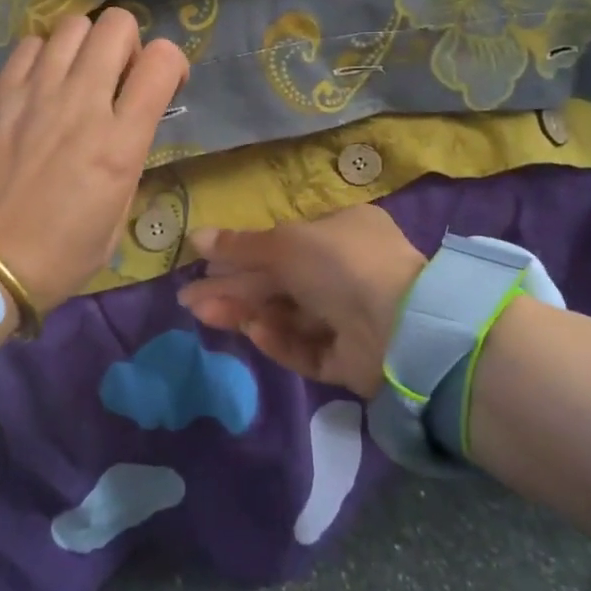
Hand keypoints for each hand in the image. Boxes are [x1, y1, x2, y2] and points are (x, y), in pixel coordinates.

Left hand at [0, 10, 186, 326]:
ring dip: (86, 45)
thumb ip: (129, 161)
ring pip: (73, 25)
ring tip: (78, 75)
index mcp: (119, 143)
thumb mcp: (116, 219)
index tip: (162, 85)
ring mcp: (35, 93)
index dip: (172, 63)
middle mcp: (81, 104)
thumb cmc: (59, 256)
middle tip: (117, 75)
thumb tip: (127, 127)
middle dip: (128, 43)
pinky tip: (41, 83)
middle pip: (117, 25)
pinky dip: (45, 54)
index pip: (163, 61)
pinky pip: (30, 45)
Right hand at [178, 206, 427, 398]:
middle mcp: (347, 272)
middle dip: (235, 288)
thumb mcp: (284, 244)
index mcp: (341, 232)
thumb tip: (194, 237)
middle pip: (279, 281)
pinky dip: (281, 340)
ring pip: (288, 315)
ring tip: (205, 314)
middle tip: (190, 298)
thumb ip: (239, 246)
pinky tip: (254, 332)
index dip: (243, 253)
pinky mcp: (351, 359)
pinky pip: (308, 347)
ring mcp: (351, 317)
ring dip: (248, 312)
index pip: (283, 243)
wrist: (401, 326)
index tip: (207, 265)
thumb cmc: (340, 263)